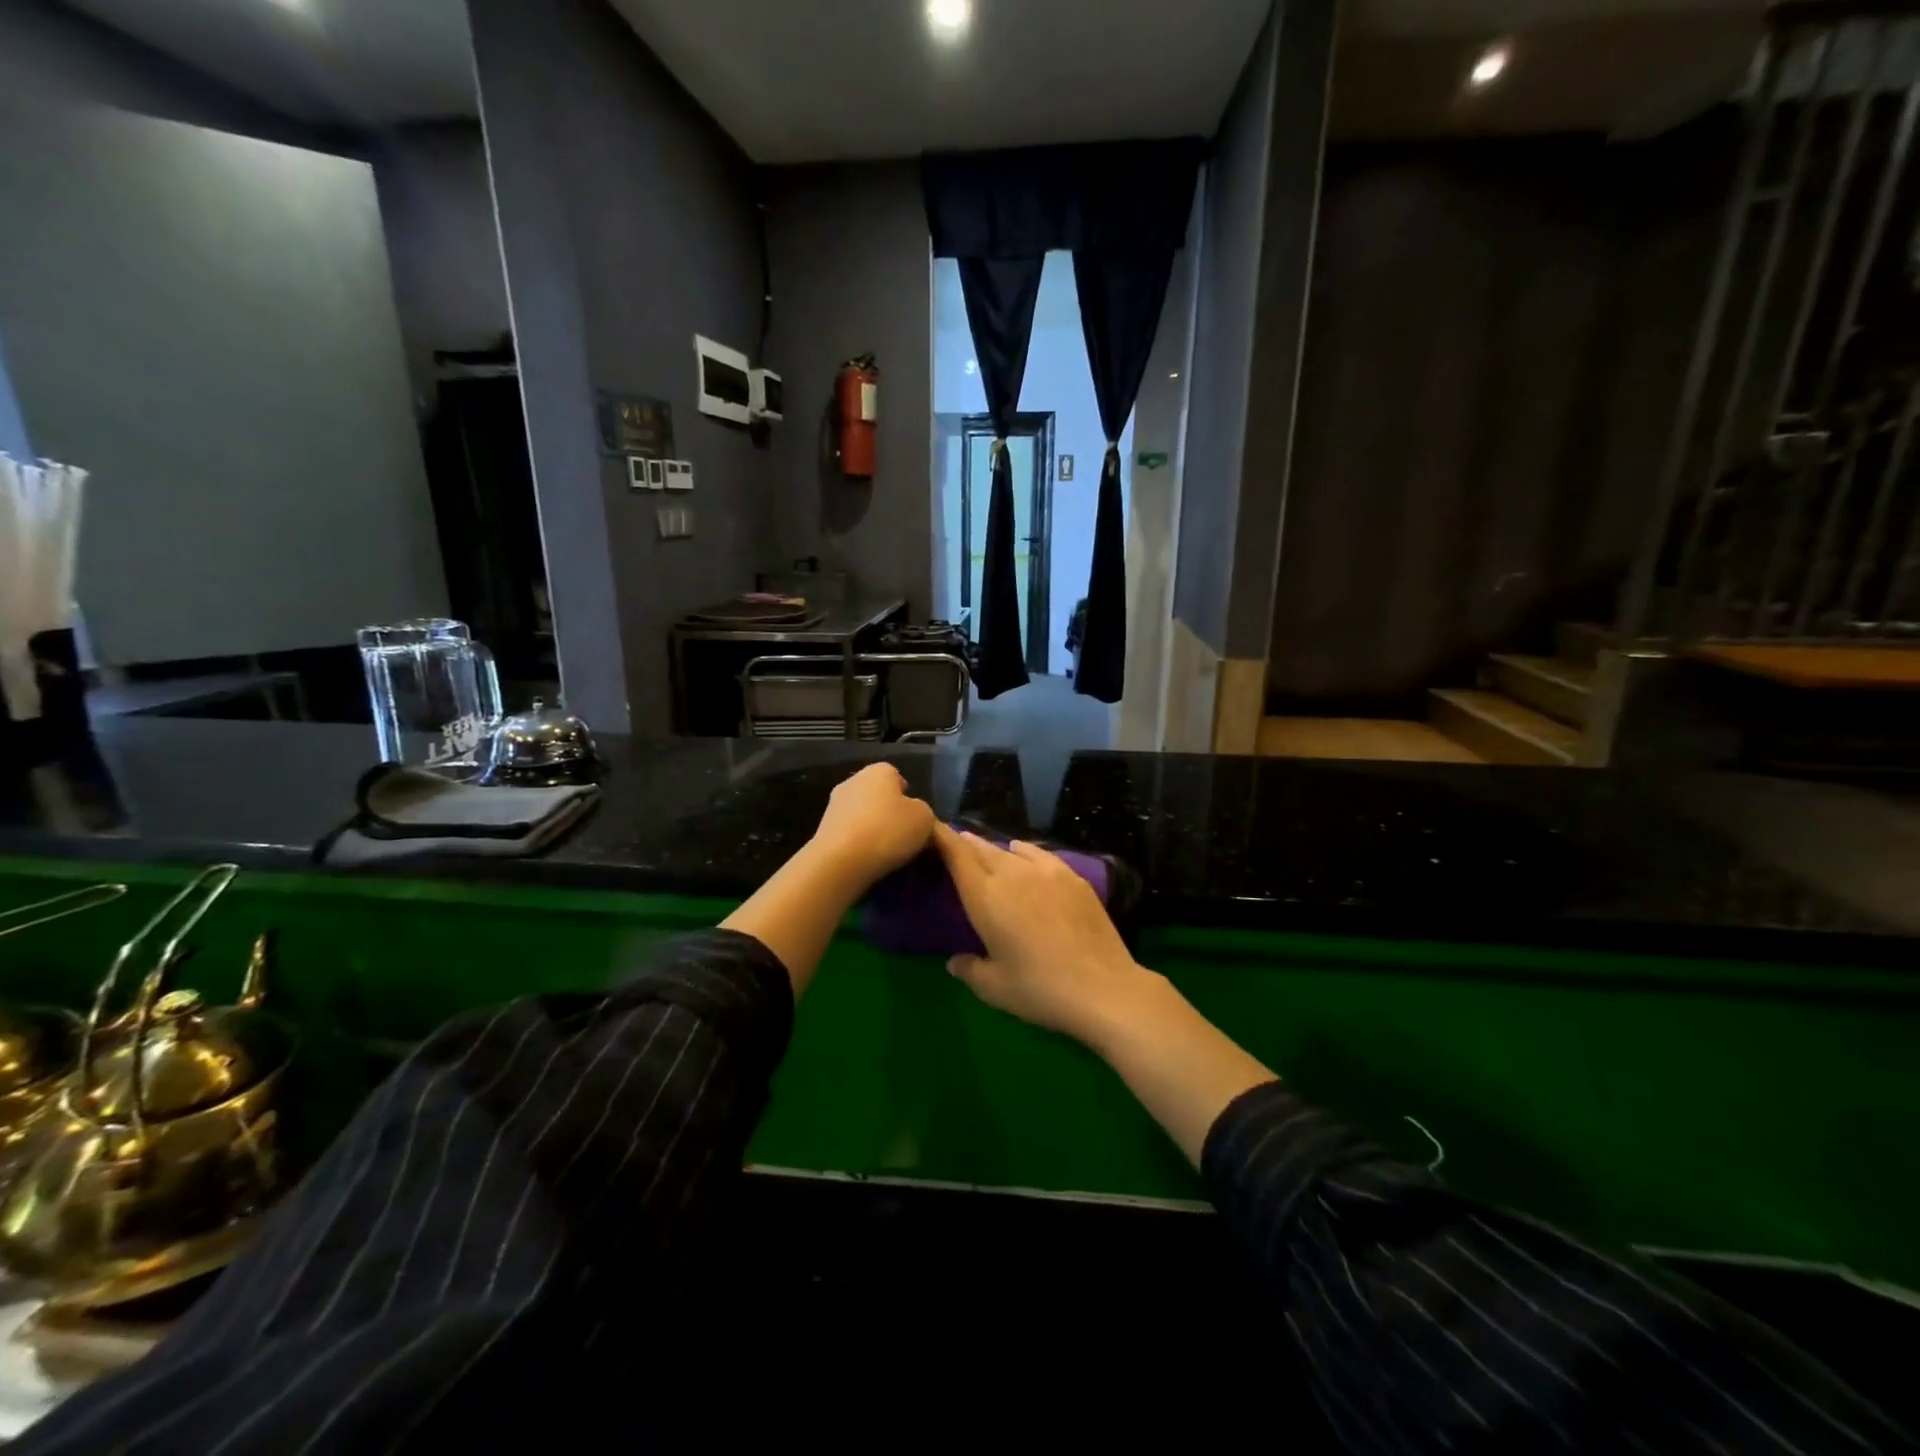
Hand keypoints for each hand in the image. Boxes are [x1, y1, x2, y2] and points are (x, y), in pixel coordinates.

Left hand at [812, 763, 935, 886]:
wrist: (840, 861)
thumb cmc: (888, 831)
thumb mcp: (925, 819)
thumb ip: (923, 811)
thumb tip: (914, 814)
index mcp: (879, 770)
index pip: (897, 776)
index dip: (908, 797)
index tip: (915, 819)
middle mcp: (854, 780)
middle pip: (878, 794)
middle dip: (889, 812)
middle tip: (903, 835)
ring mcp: (834, 803)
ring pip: (862, 813)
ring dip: (872, 827)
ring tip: (885, 851)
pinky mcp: (823, 828)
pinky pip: (849, 832)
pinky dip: (857, 842)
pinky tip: (866, 858)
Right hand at [933, 825, 1157, 1044]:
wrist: (1103, 988)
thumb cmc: (1040, 990)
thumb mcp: (995, 988)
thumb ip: (970, 969)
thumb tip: (955, 961)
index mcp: (985, 897)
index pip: (956, 856)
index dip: (941, 837)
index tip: (931, 828)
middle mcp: (1012, 874)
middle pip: (981, 849)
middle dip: (965, 844)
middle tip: (954, 844)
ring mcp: (1046, 871)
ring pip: (1011, 850)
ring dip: (995, 849)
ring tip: (989, 853)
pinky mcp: (1073, 876)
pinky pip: (1040, 854)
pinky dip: (1025, 852)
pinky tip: (1025, 856)